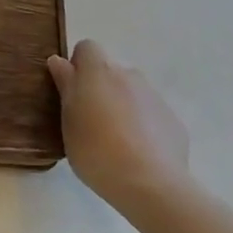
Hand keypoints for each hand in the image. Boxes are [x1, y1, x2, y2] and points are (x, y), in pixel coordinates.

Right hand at [48, 40, 192, 223]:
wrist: (151, 184)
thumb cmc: (97, 151)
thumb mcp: (69, 122)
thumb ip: (66, 87)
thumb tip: (59, 62)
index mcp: (99, 72)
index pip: (86, 48)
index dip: (78, 66)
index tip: (73, 93)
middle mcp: (129, 75)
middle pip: (110, 72)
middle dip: (100, 89)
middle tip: (90, 122)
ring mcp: (154, 96)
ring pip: (131, 93)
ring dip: (122, 107)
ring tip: (115, 143)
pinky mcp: (172, 119)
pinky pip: (150, 114)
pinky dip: (143, 126)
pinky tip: (138, 154)